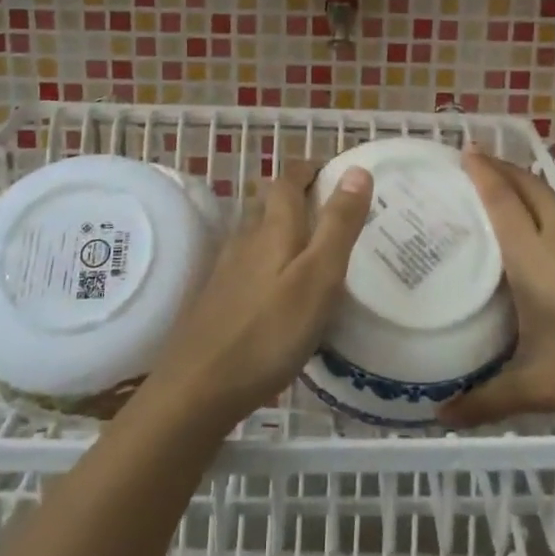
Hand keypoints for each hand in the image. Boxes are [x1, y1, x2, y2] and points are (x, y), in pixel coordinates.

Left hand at [145, 163, 373, 429]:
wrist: (197, 388)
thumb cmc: (268, 332)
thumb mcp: (318, 277)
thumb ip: (338, 224)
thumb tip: (357, 169)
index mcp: (273, 229)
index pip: (287, 180)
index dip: (309, 168)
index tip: (333, 169)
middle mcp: (246, 240)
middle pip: (267, 202)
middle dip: (295, 194)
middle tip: (329, 206)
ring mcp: (227, 270)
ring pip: (256, 233)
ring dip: (281, 226)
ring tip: (311, 244)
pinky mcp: (218, 299)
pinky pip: (248, 263)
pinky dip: (269, 259)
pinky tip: (279, 288)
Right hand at [439, 151, 554, 427]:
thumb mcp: (537, 387)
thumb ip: (486, 399)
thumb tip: (440, 417)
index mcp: (535, 258)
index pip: (503, 202)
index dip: (484, 173)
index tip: (466, 150)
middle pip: (531, 188)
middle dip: (504, 167)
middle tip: (479, 159)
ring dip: (530, 189)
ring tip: (509, 195)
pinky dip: (553, 218)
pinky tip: (553, 246)